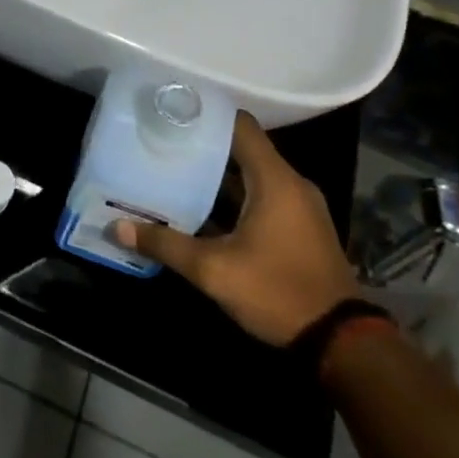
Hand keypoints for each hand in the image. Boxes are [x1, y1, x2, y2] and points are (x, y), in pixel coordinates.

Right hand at [113, 112, 359, 345]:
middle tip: (162, 143)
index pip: (240, 125)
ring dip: (217, 174)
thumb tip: (117, 228)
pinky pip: (262, 196)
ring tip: (173, 170)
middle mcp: (291, 184)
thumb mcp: (214, 270)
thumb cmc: (277, 292)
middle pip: (243, 148)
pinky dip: (233, 196)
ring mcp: (299, 207)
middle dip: (203, 145)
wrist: (341, 343)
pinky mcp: (300, 228)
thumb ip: (166, 244)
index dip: (207, 115)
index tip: (172, 114)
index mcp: (275, 180)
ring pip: (251, 175)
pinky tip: (200, 207)